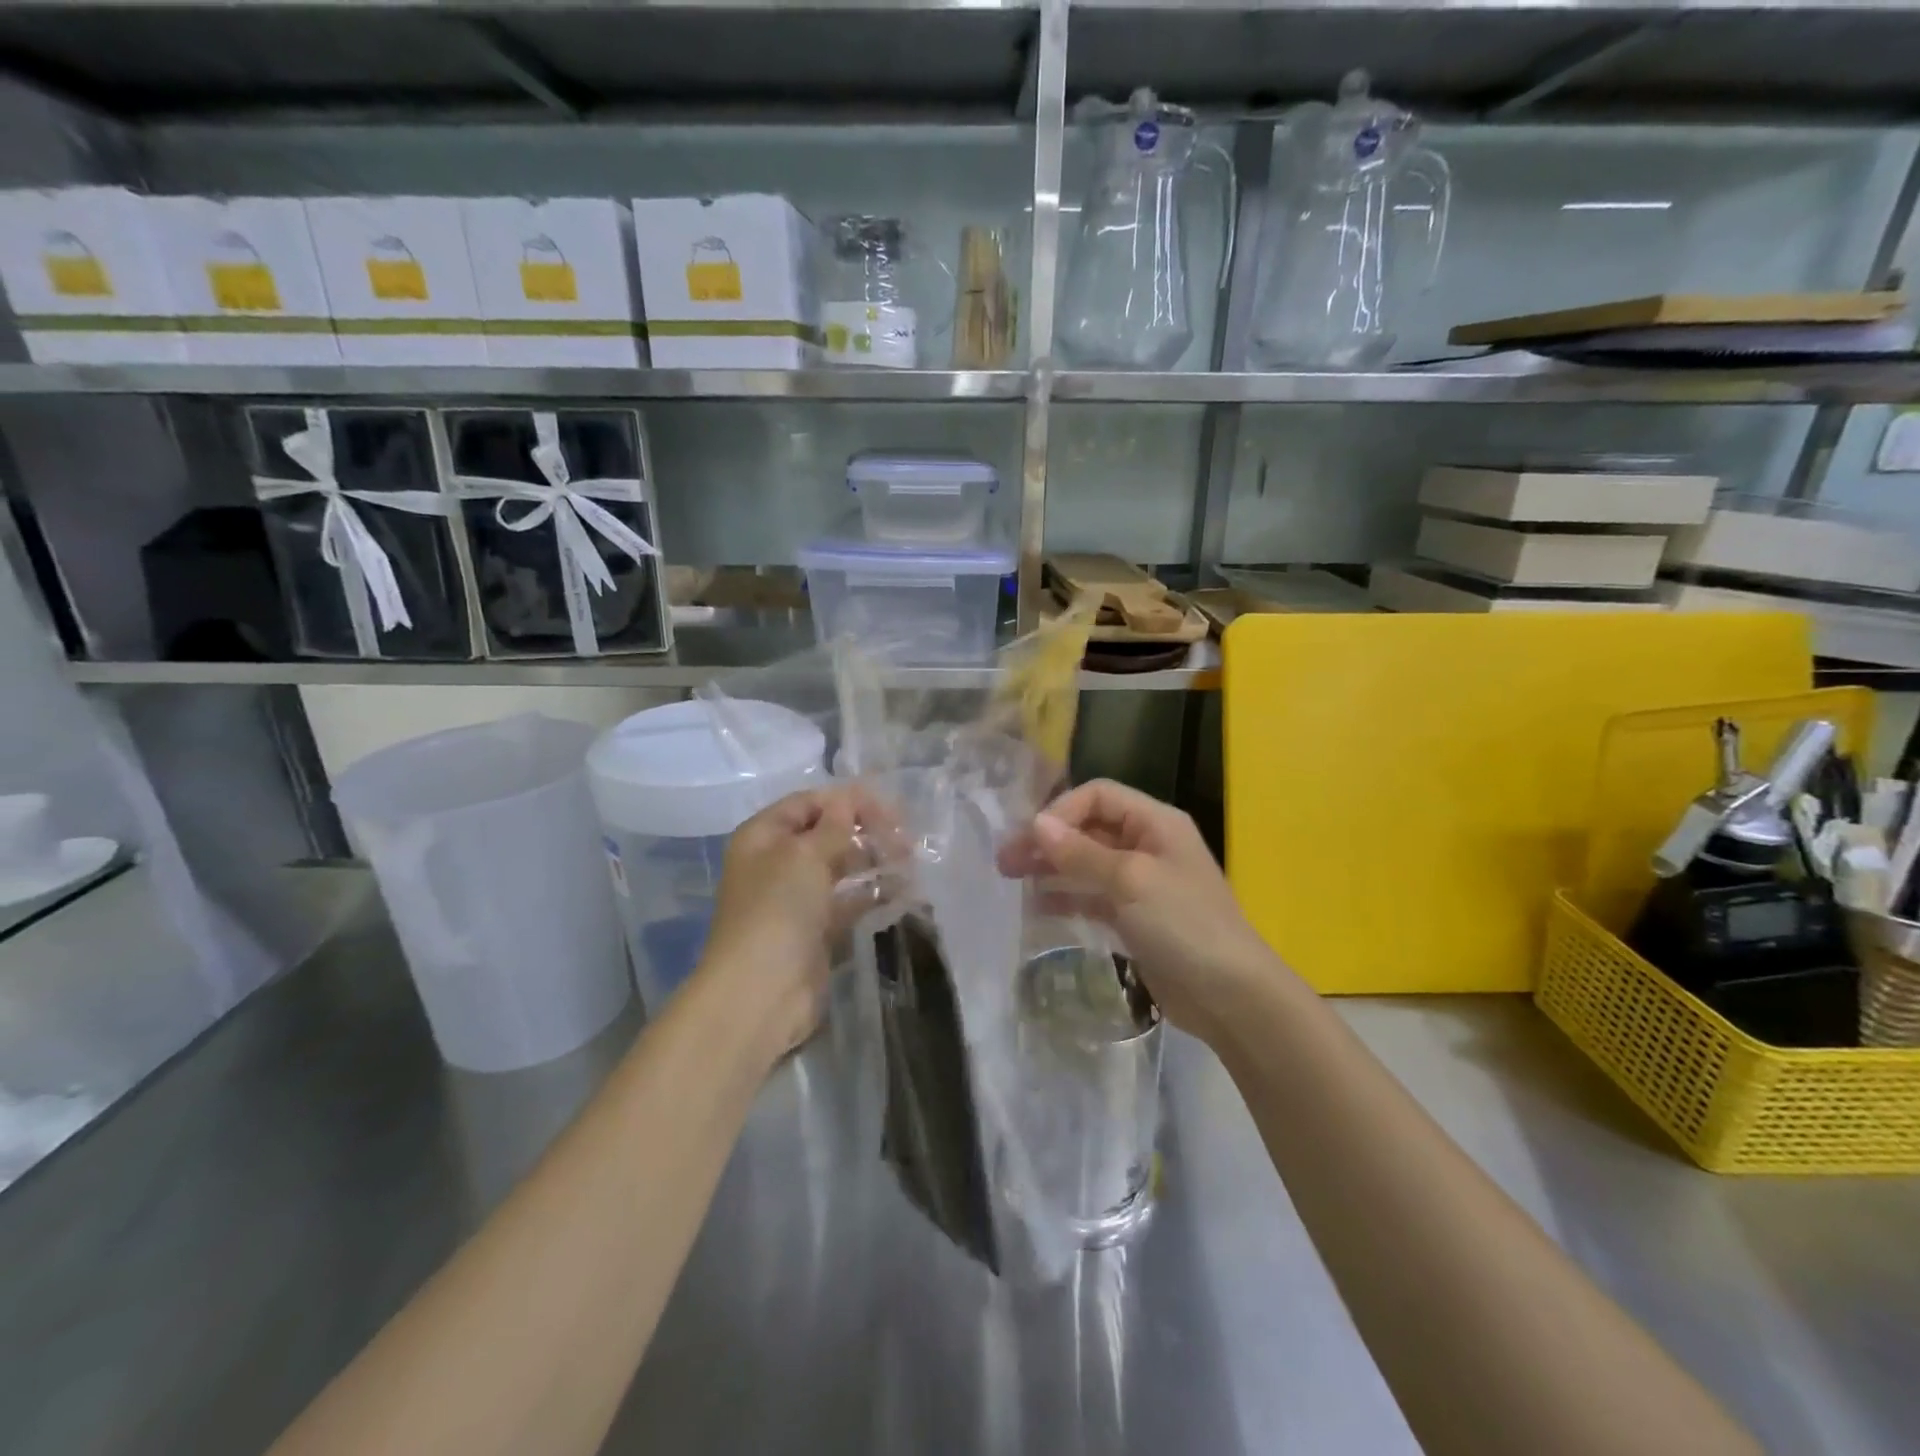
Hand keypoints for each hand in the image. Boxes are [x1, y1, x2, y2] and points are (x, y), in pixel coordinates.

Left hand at [696, 785, 882, 1055]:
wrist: (761, 991)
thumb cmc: (778, 909)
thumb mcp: (805, 855)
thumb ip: (834, 826)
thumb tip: (850, 800)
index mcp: (763, 836)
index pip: (808, 803)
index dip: (846, 801)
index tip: (888, 808)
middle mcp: (778, 862)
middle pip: (827, 834)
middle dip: (865, 830)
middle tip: (906, 837)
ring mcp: (798, 898)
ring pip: (842, 868)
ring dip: (874, 861)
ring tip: (910, 861)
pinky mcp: (818, 929)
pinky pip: (849, 902)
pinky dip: (873, 894)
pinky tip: (904, 890)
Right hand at [1000, 780, 1277, 1039]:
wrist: (1231, 996)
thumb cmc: (1184, 925)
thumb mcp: (1130, 881)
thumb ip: (1081, 852)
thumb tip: (1037, 824)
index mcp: (1155, 822)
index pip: (1098, 796)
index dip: (1061, 810)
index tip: (1030, 838)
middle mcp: (1147, 844)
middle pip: (1088, 829)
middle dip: (1048, 840)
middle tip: (1005, 861)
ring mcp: (1141, 883)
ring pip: (1086, 863)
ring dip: (1051, 867)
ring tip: (1012, 879)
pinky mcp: (1135, 917)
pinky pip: (1093, 896)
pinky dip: (1067, 896)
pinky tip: (1038, 906)